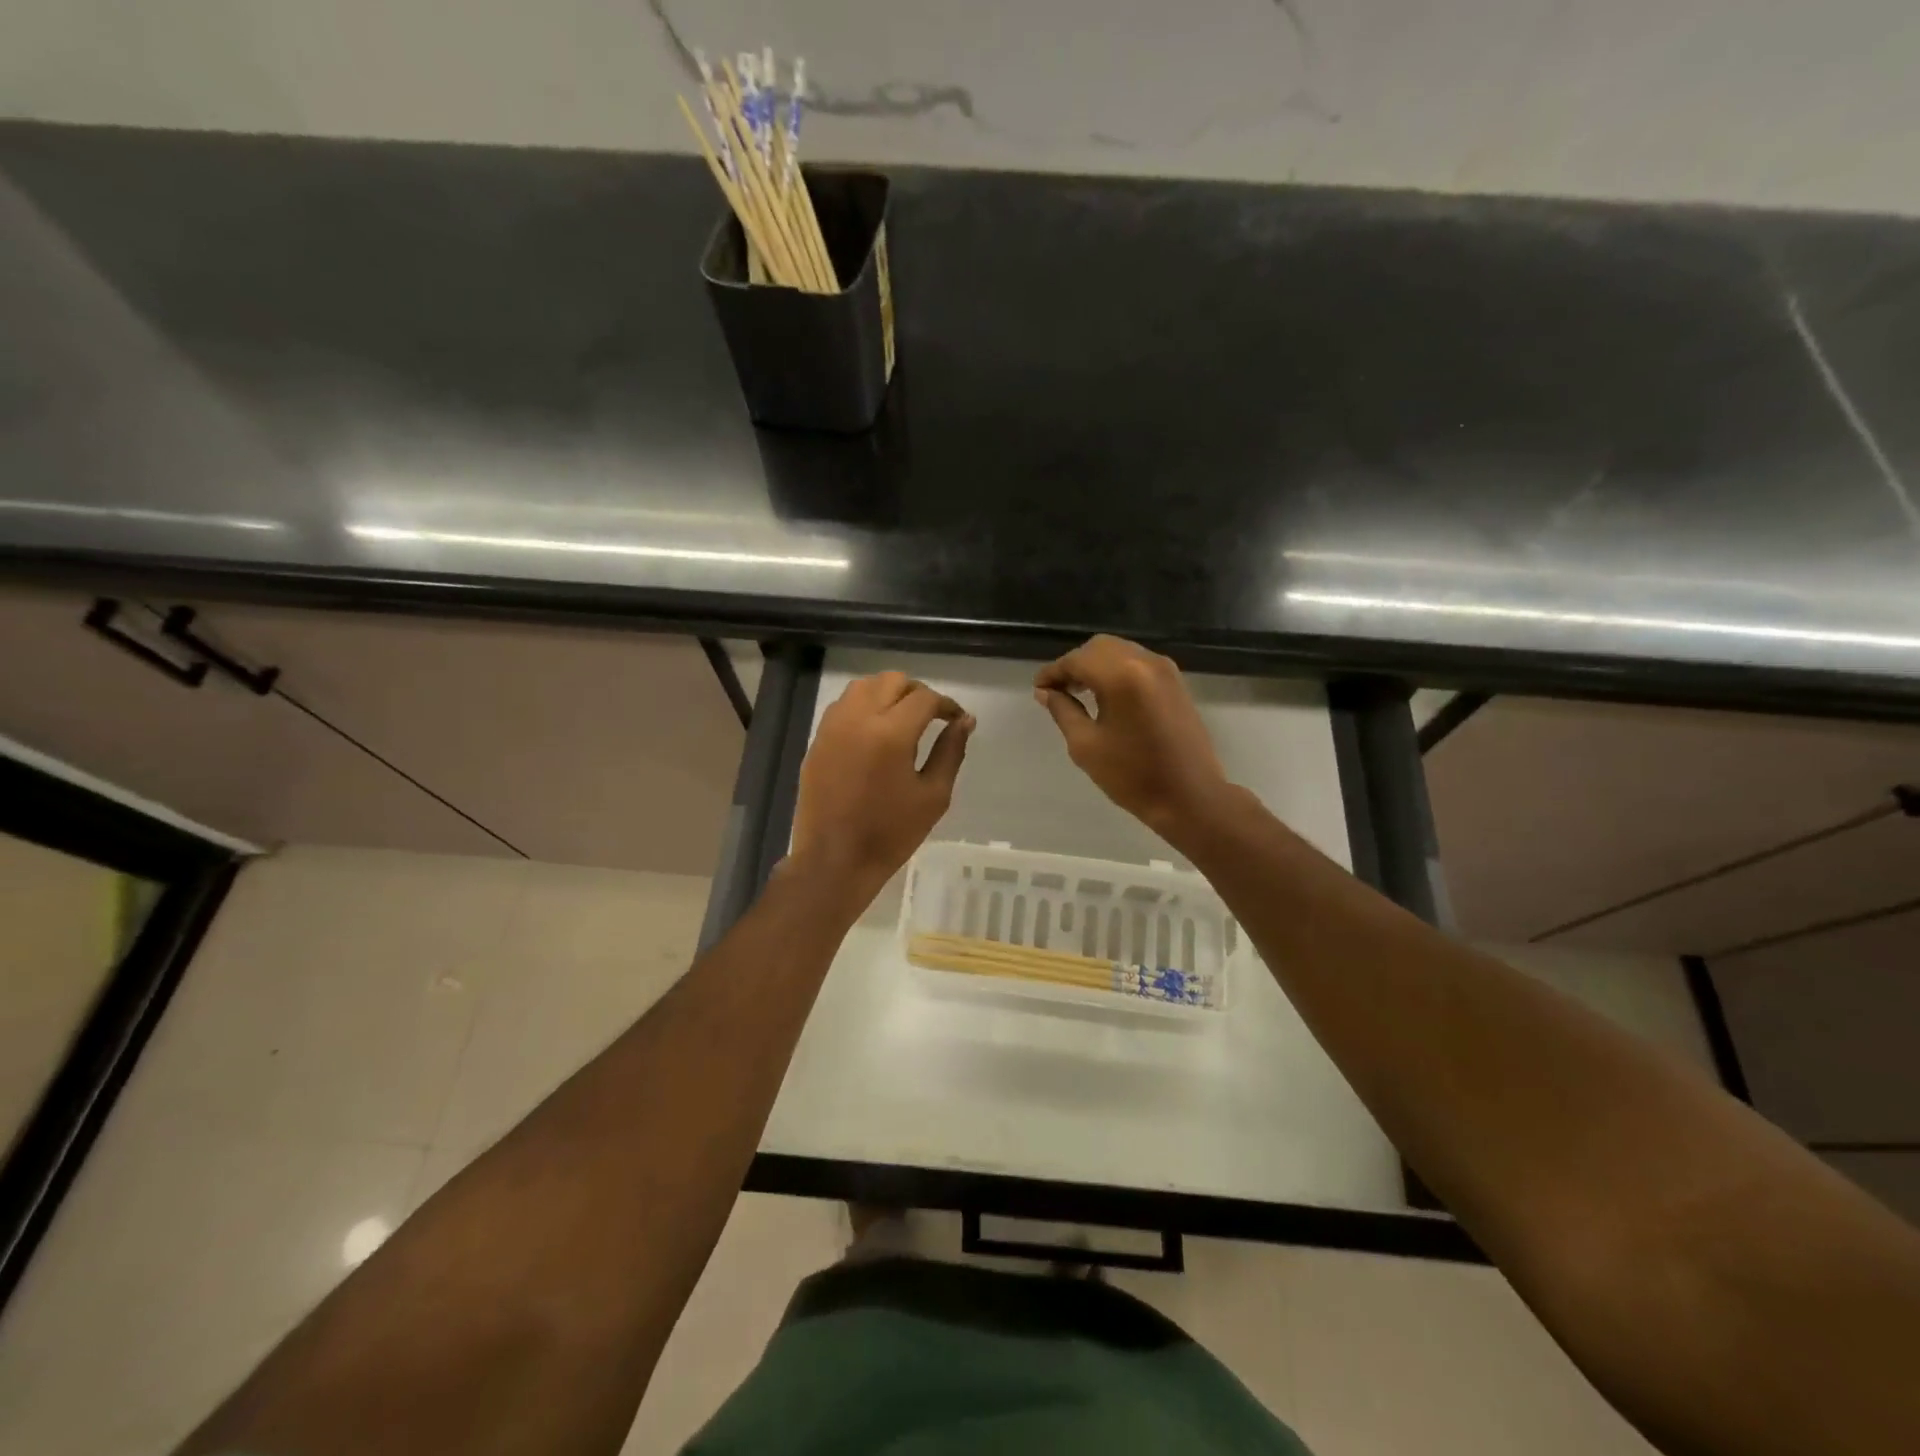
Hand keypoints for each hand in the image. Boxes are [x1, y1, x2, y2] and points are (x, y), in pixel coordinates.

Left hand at [791, 671, 974, 900]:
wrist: (835, 860)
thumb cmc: (891, 833)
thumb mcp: (933, 795)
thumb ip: (950, 751)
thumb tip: (965, 720)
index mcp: (891, 734)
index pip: (925, 698)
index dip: (946, 705)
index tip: (956, 719)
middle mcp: (858, 719)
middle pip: (892, 681)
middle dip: (917, 692)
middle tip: (931, 716)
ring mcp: (833, 727)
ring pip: (863, 686)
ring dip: (887, 693)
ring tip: (902, 718)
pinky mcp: (818, 739)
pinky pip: (843, 705)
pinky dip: (863, 705)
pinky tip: (874, 730)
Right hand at [1035, 635, 1230, 839]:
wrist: (1190, 797)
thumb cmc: (1132, 776)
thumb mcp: (1086, 745)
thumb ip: (1063, 710)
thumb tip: (1046, 692)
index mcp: (1121, 676)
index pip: (1077, 660)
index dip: (1053, 672)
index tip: (1038, 689)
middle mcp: (1145, 662)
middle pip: (1099, 648)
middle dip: (1075, 664)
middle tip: (1058, 691)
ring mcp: (1165, 669)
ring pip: (1120, 651)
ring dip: (1096, 665)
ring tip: (1080, 692)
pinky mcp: (1176, 681)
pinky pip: (1138, 662)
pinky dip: (1117, 670)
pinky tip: (1107, 696)